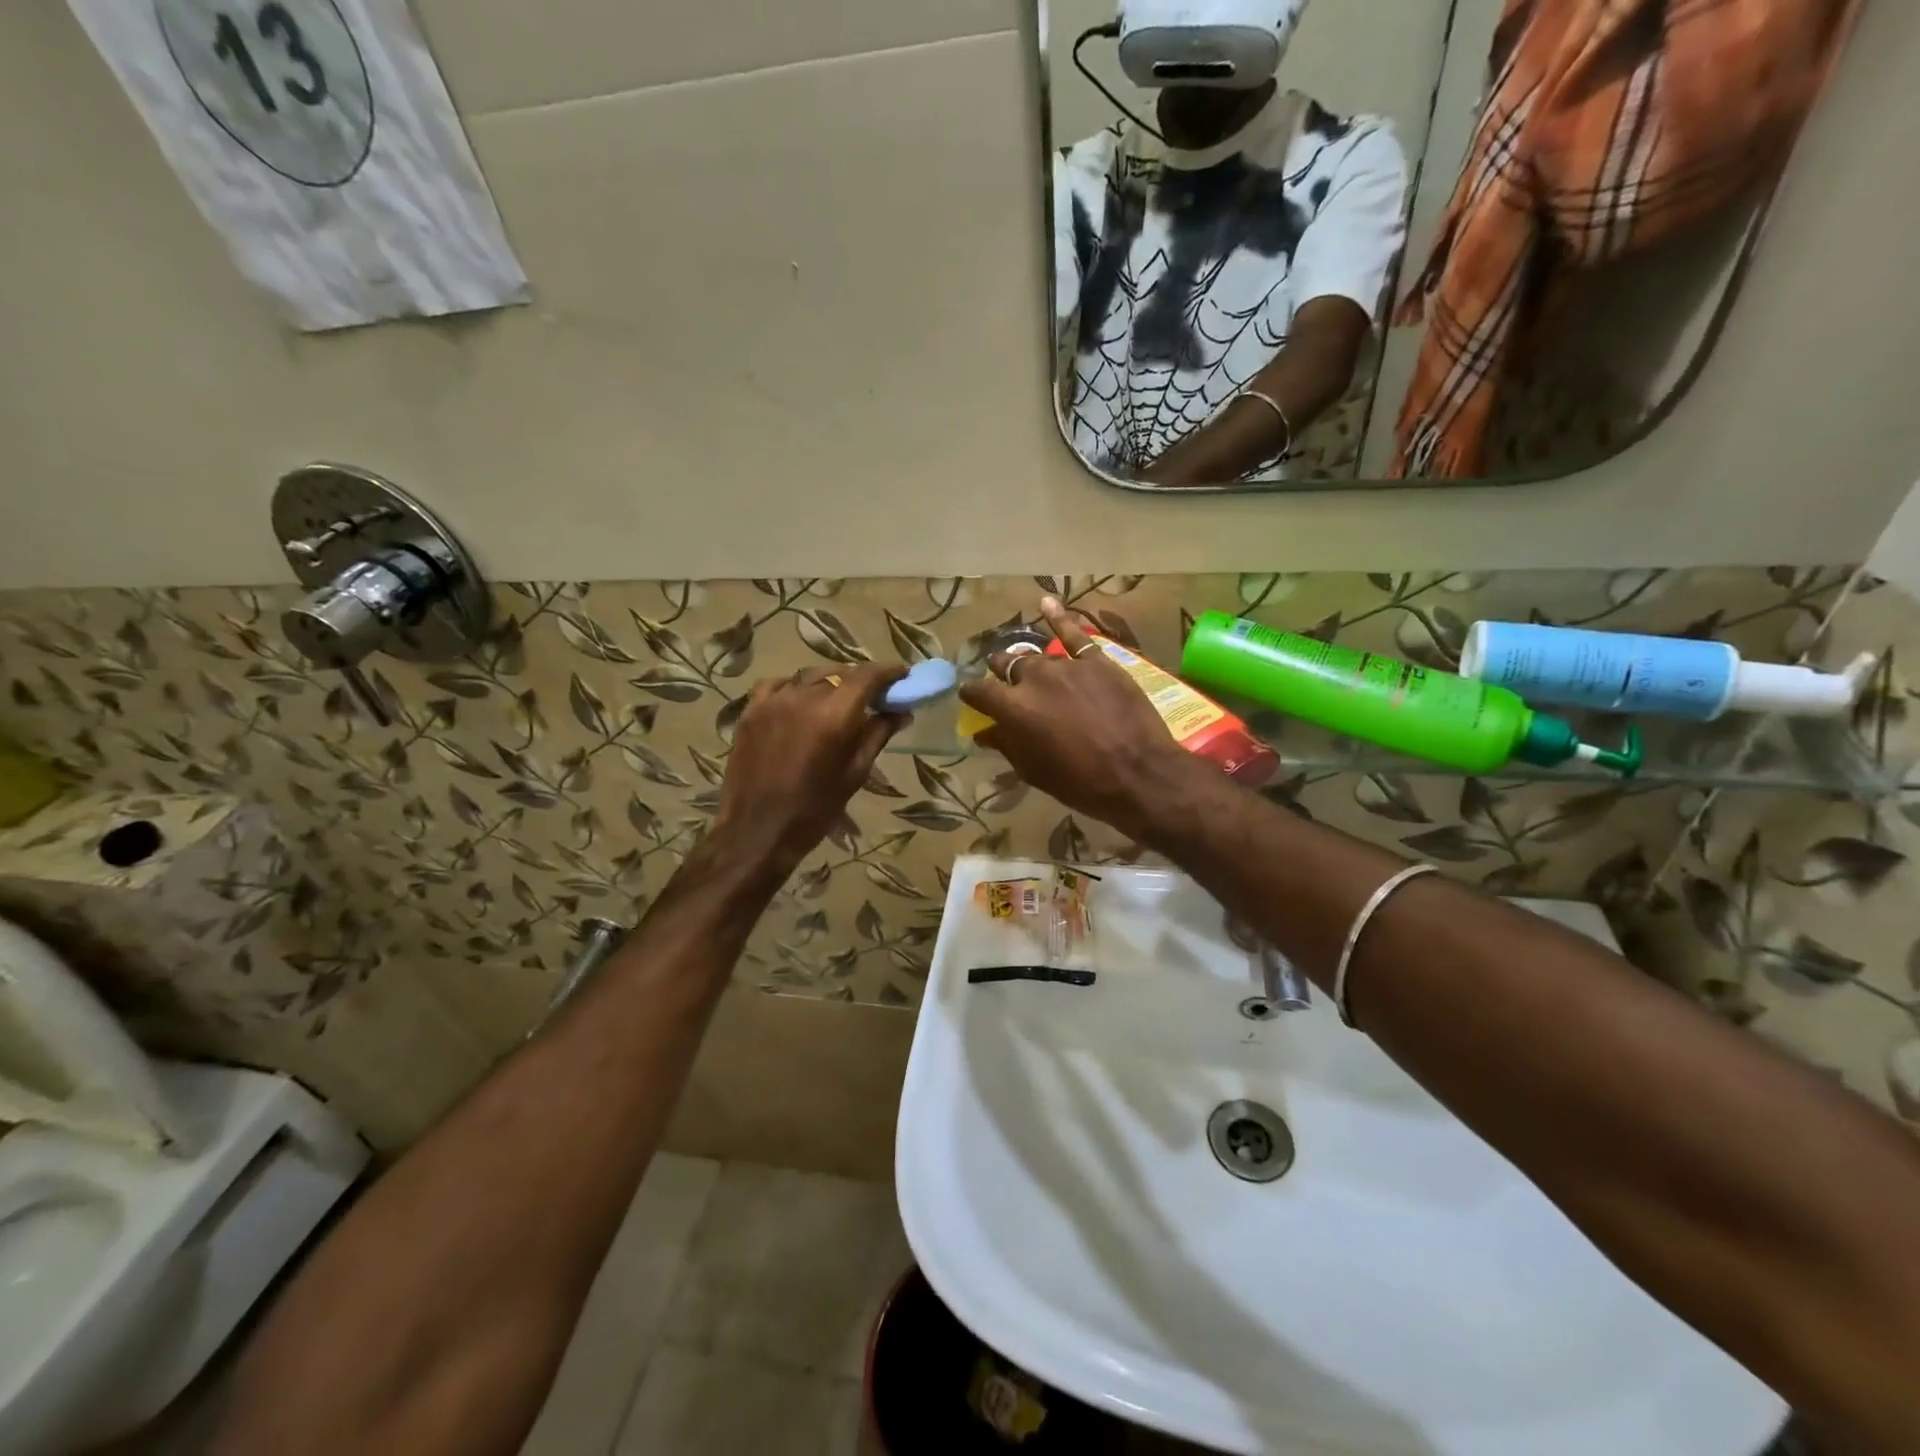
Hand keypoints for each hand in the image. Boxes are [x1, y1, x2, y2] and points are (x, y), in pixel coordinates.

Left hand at [713, 664, 907, 871]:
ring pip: (809, 676)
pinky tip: (802, 702)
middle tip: (875, 695)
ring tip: (840, 699)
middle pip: (839, 674)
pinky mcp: (751, 710)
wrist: (756, 831)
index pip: (866, 677)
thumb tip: (901, 712)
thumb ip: (877, 735)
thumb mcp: (854, 773)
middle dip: (860, 680)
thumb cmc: (814, 810)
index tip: (903, 675)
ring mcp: (773, 701)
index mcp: (833, 716)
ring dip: (830, 683)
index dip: (888, 672)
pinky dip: (796, 688)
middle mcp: (803, 698)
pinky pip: (778, 685)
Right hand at [958, 598, 1198, 841]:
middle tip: (1005, 680)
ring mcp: (1067, 666)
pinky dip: (1059, 618)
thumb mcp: (1034, 771)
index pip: (979, 691)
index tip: (970, 697)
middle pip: (1008, 665)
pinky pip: (1075, 634)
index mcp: (1013, 708)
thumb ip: (1007, 745)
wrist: (1138, 773)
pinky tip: (1047, 603)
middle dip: (1001, 671)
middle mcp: (1033, 678)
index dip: (972, 694)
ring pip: (1038, 655)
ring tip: (1025, 661)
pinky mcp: (1097, 661)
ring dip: (1029, 660)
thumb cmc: (1080, 783)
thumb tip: (985, 731)